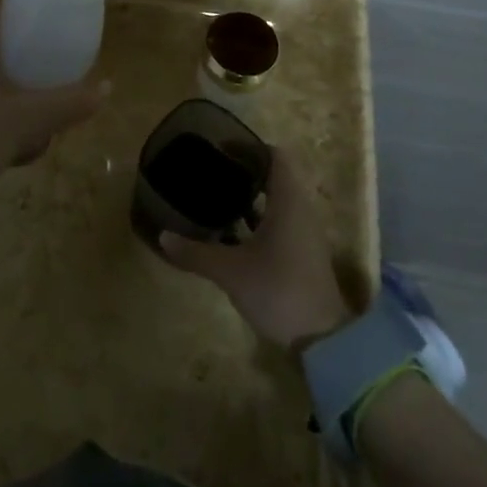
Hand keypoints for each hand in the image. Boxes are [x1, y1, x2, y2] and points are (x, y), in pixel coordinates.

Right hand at [160, 148, 352, 352]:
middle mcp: (301, 208)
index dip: (248, 147)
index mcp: (288, 200)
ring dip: (252, 196)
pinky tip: (234, 233)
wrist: (324, 339)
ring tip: (218, 198)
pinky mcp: (304, 252)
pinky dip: (259, 218)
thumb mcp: (231, 271)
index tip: (220, 148)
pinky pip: (281, 220)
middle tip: (213, 172)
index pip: (274, 155)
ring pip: (278, 200)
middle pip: (275, 175)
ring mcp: (305, 232)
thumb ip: (196, 253)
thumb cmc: (278, 290)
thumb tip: (163, 236)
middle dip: (245, 170)